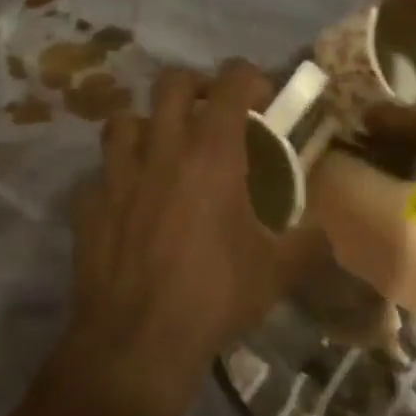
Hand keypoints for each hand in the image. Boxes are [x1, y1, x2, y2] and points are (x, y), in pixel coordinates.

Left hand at [61, 61, 313, 415]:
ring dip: (146, 126)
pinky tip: (127, 203)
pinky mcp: (88, 201)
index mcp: (211, 153)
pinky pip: (100, 174)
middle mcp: (161, 149)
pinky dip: (115, 179)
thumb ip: (309, 245)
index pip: (232, 82)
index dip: (250, 76)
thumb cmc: (214, 295)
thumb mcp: (276, 272)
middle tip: (210, 112)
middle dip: (195, 85)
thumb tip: (326, 235)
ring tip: (160, 150)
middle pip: (171, 83)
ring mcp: (117, 172)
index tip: (262, 96)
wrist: (138, 339)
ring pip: (125, 120)